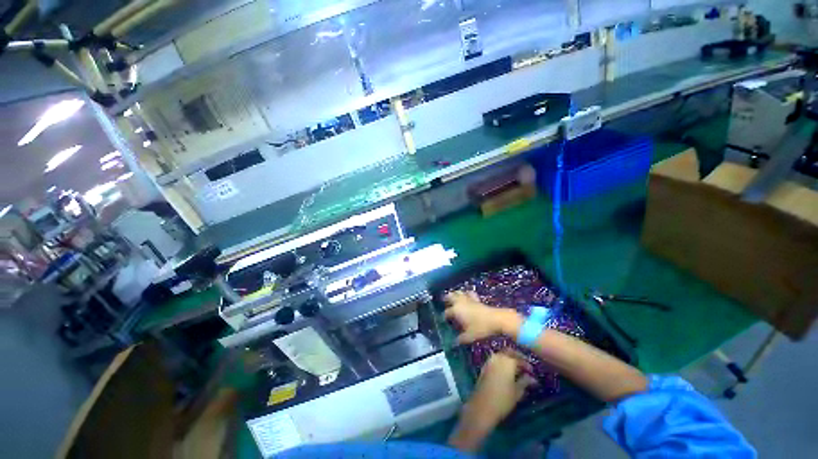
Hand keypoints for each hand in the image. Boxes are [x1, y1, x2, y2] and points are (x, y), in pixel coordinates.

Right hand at [444, 291, 519, 343]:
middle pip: (450, 296)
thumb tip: (454, 343)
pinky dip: (467, 294)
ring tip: (453, 297)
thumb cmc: (481, 328)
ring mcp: (469, 299)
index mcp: (456, 310)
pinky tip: (467, 296)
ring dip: (455, 294)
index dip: (444, 317)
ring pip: (459, 292)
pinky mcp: (477, 299)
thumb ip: (460, 339)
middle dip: (446, 298)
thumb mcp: (469, 336)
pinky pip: (469, 293)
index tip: (443, 320)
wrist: (496, 319)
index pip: (447, 312)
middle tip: (443, 301)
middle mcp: (460, 302)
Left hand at [469, 351, 536, 425]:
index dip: (527, 364)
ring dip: (509, 358)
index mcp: (507, 361)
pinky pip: (495, 359)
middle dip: (518, 356)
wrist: (482, 406)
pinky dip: (502, 361)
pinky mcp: (484, 366)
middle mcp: (498, 357)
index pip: (519, 358)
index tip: (532, 371)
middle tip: (525, 365)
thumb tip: (533, 378)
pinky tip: (507, 371)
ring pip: (501, 354)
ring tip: (517, 369)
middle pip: (509, 351)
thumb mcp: (518, 392)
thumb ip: (525, 382)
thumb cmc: (503, 399)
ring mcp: (489, 360)